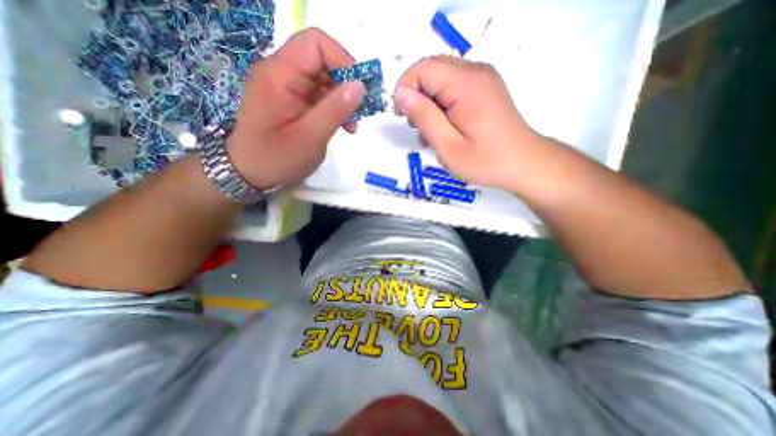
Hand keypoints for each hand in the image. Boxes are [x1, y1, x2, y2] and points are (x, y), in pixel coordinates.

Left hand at [228, 27, 367, 188]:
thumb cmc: (276, 158)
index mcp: (280, 74)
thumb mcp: (310, 137)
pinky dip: (334, 108)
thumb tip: (360, 86)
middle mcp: (281, 73)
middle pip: (322, 61)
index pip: (316, 44)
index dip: (343, 61)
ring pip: (324, 80)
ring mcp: (286, 87)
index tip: (359, 91)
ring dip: (342, 100)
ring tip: (350, 125)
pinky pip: (319, 95)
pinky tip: (341, 125)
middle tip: (358, 114)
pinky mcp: (292, 101)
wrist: (250, 175)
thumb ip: (335, 109)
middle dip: (346, 85)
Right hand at [394, 55, 543, 188]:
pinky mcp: (485, 89)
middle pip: (432, 70)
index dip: (406, 89)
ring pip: (441, 80)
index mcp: (466, 84)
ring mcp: (483, 79)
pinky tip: (444, 128)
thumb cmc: (485, 161)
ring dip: (429, 104)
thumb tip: (402, 94)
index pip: (423, 69)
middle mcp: (476, 72)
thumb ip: (424, 117)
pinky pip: (454, 88)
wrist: (523, 164)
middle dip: (417, 97)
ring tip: (430, 133)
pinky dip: (442, 105)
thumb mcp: (448, 146)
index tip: (403, 117)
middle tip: (417, 127)